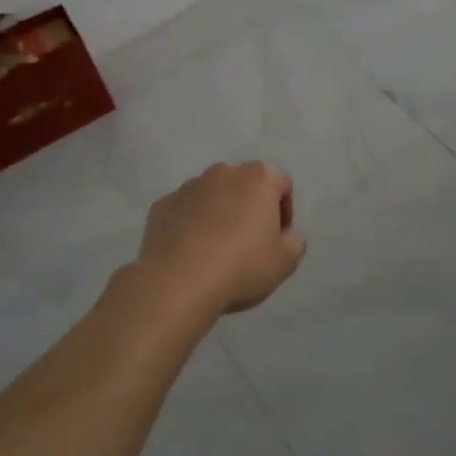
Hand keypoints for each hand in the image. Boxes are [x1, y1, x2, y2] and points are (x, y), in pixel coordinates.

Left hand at [136, 162, 304, 316]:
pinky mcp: (162, 205)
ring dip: (218, 214)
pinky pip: (184, 212)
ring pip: (212, 196)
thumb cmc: (241, 267)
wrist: (177, 283)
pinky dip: (190, 226)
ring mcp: (189, 186)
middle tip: (248, 244)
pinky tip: (190, 254)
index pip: (282, 185)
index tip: (277, 240)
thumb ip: (294, 240)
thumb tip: (284, 234)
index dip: (284, 212)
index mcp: (258, 177)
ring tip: (216, 251)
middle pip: (245, 186)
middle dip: (249, 208)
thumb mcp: (287, 261)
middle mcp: (224, 172)